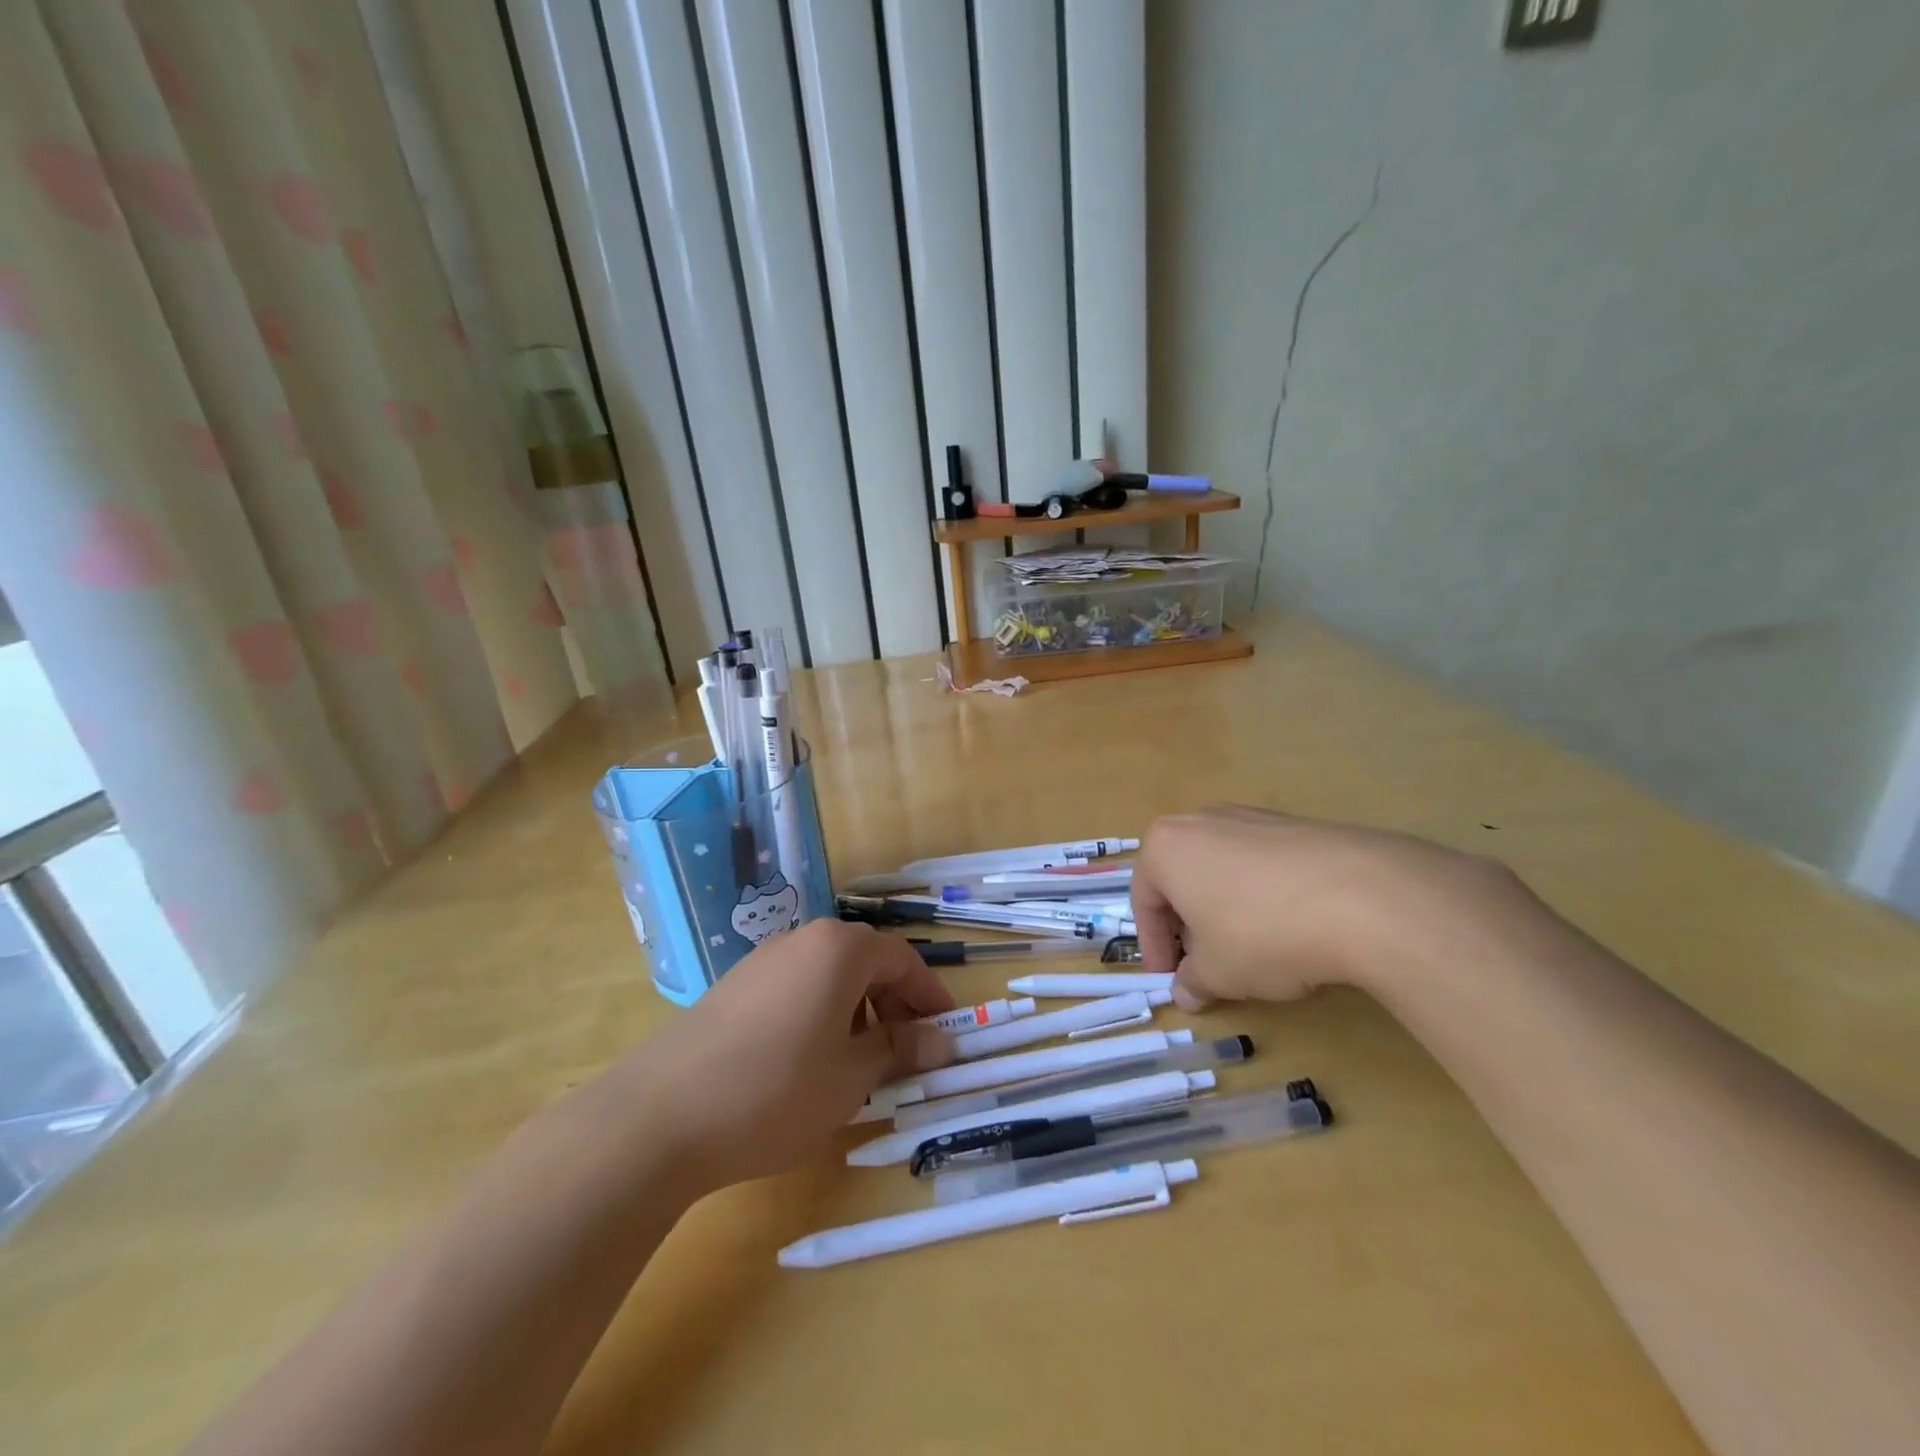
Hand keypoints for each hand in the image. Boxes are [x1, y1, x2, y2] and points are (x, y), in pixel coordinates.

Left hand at [616, 919, 955, 1192]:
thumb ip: (900, 1050)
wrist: (661, 1115)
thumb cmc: (776, 1091)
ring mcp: (763, 959)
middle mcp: (803, 939)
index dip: (929, 995)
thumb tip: (942, 1041)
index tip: (945, 1032)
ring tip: (858, 1061)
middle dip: (894, 1003)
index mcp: (839, 950)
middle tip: (906, 1051)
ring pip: (829, 974)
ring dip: (857, 1009)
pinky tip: (808, 1059)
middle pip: (865, 961)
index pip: (902, 959)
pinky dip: (819, 1012)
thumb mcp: (851, 1077)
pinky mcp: (734, 985)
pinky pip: (796, 986)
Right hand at [1131, 807, 1525, 1006]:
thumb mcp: (1217, 973)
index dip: (1153, 946)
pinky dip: (1265, 896)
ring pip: (1223, 869)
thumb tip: (1187, 992)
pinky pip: (1264, 864)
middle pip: (1182, 878)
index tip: (1169, 979)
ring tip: (1252, 950)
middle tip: (1206, 964)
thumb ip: (1193, 982)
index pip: (1144, 900)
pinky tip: (1292, 928)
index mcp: (1166, 847)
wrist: (1363, 897)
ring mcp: (1252, 817)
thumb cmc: (1262, 933)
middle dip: (1189, 924)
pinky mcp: (1297, 825)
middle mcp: (1202, 821)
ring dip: (1226, 910)